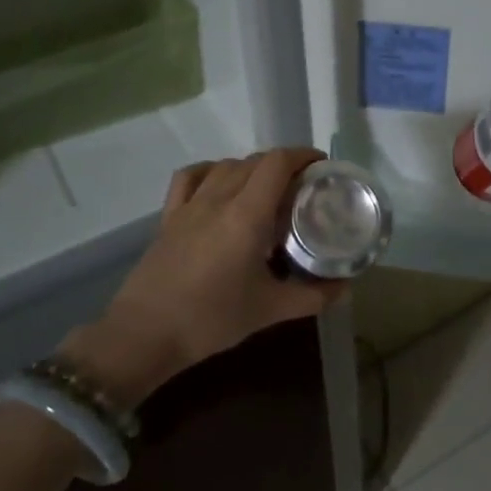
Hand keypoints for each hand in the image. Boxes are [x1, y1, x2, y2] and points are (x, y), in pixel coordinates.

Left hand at [55, 148, 344, 404]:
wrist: (145, 335)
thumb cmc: (212, 319)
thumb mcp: (271, 310)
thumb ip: (313, 296)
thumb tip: (346, 287)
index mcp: (247, 214)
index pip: (278, 163)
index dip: (303, 155)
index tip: (322, 166)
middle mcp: (218, 198)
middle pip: (255, 161)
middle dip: (284, 164)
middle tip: (303, 186)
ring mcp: (189, 205)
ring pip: (226, 166)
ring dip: (252, 168)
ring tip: (268, 189)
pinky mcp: (168, 217)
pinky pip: (191, 177)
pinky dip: (211, 171)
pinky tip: (220, 184)